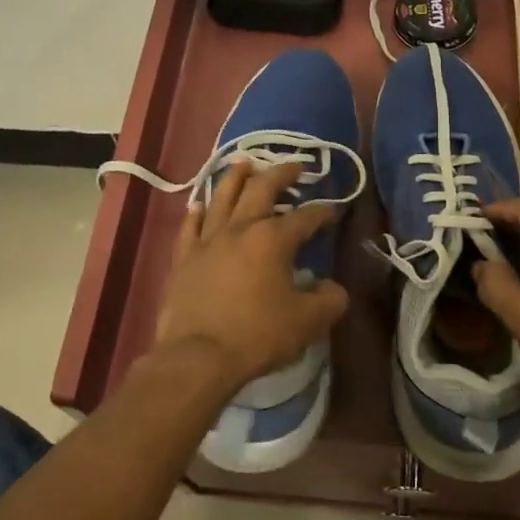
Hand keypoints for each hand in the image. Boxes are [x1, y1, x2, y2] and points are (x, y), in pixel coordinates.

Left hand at [154, 158, 348, 391]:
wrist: (198, 357)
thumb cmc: (257, 336)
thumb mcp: (308, 322)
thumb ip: (329, 300)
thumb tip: (332, 288)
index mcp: (273, 239)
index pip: (305, 217)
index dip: (323, 211)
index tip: (334, 210)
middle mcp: (240, 229)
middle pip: (261, 190)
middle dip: (281, 174)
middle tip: (295, 166)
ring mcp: (207, 240)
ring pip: (222, 197)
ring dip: (236, 177)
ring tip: (245, 162)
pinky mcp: (184, 258)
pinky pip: (190, 226)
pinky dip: (197, 211)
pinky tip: (200, 203)